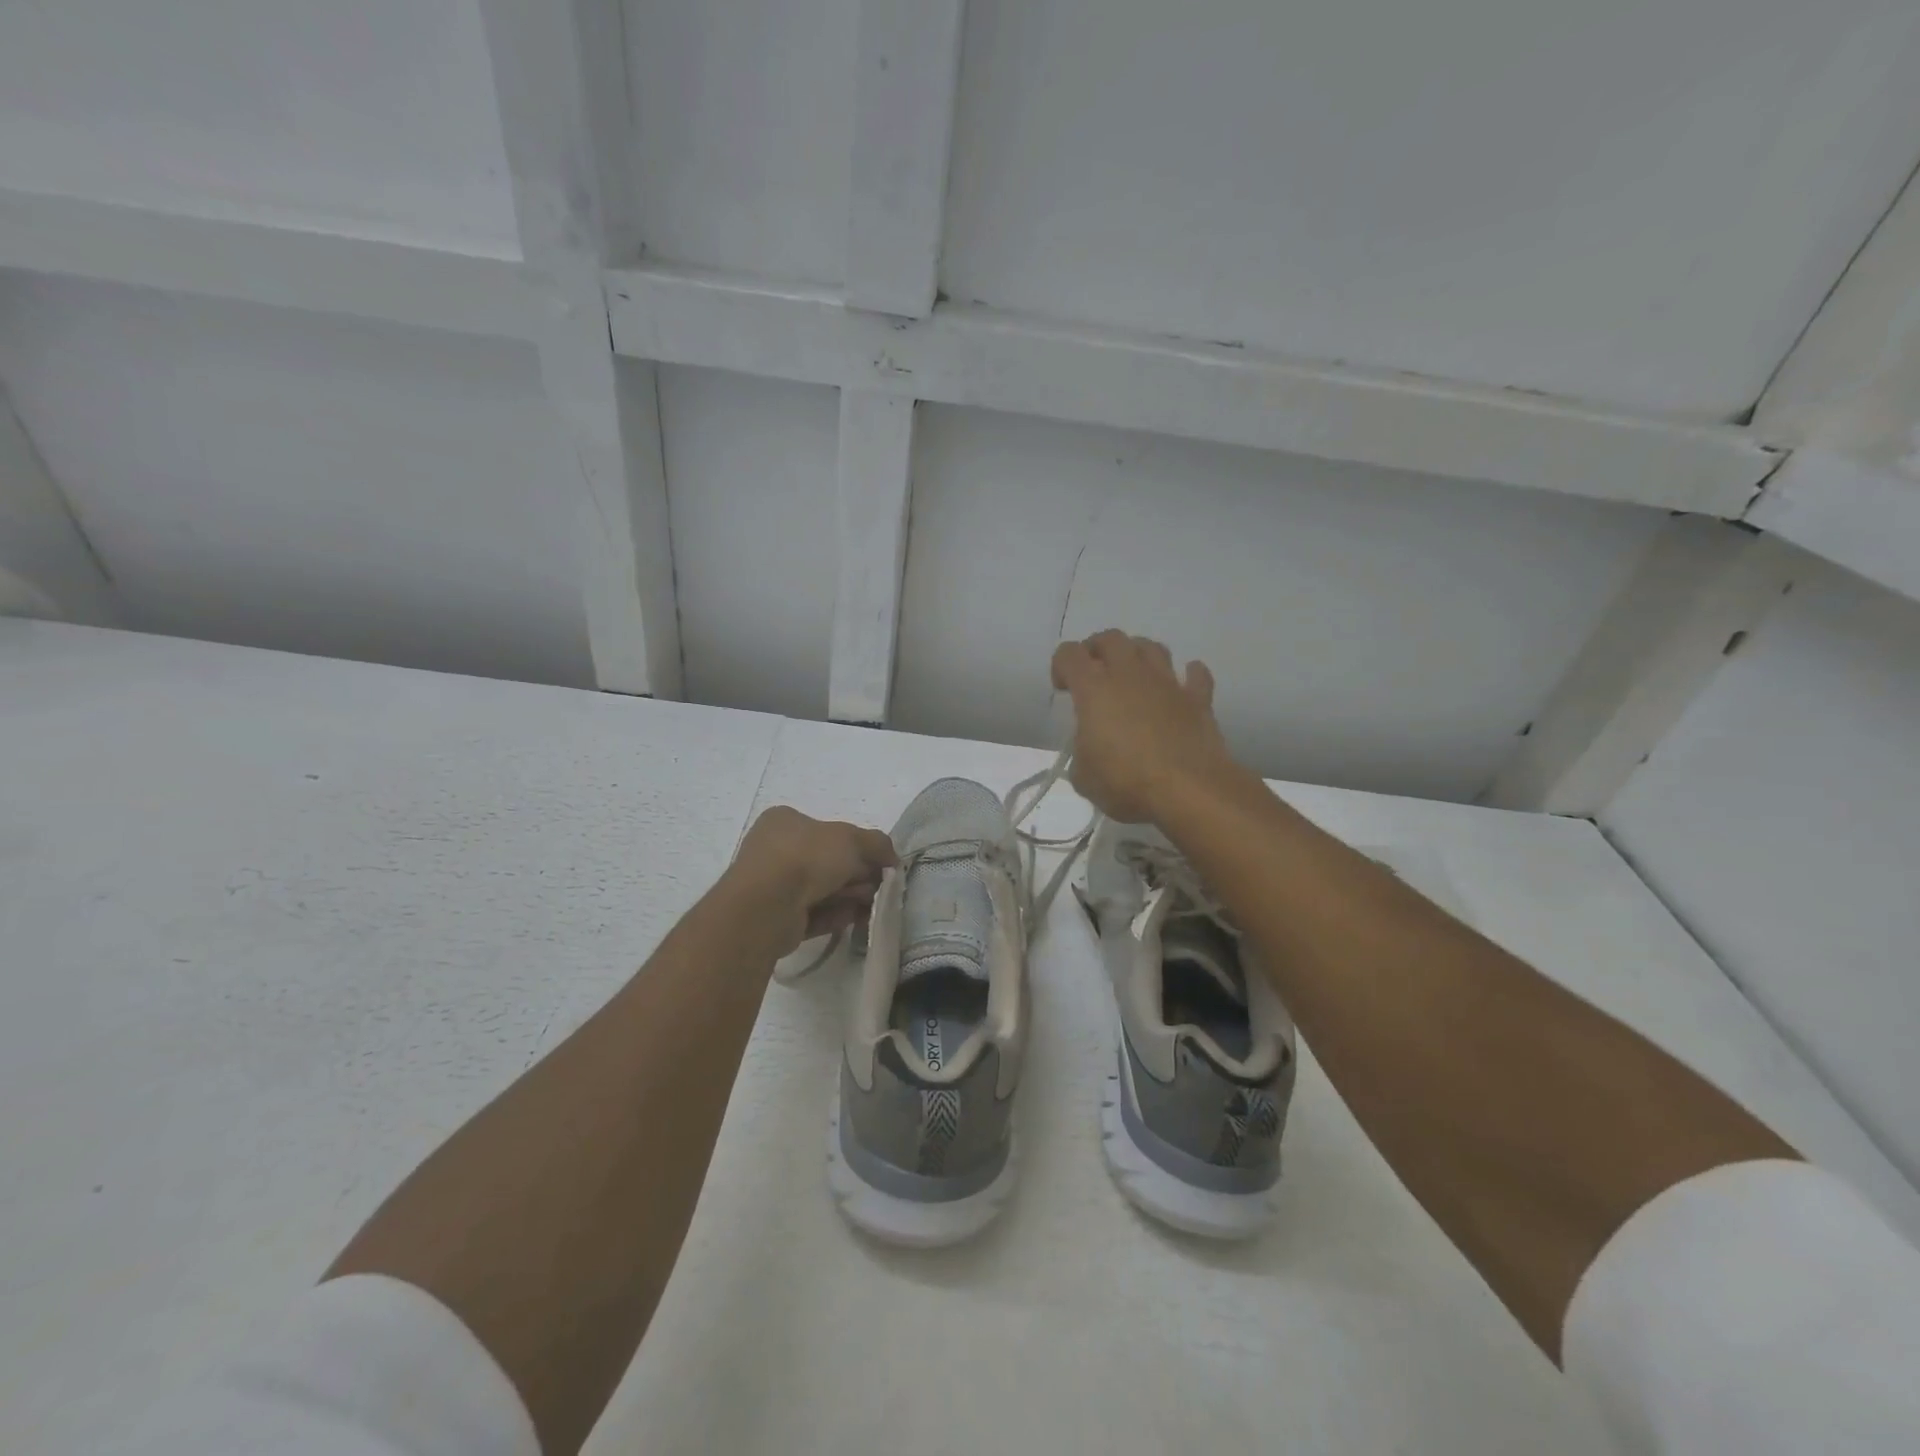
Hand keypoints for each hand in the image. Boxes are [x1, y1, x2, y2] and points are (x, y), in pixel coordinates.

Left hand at [727, 806, 896, 955]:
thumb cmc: (806, 857)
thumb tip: (892, 859)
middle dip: (856, 875)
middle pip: (826, 862)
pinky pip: (810, 914)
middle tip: (878, 887)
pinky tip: (852, 920)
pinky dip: (833, 916)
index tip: (880, 863)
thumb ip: (877, 844)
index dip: (857, 847)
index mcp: (784, 821)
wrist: (767, 906)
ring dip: (848, 897)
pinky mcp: (773, 918)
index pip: (827, 831)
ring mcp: (771, 885)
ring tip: (870, 906)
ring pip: (820, 890)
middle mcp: (773, 850)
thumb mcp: (852, 840)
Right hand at [1051, 630, 1240, 823]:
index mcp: (1094, 689)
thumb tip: (1092, 749)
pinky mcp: (1198, 700)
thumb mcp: (1083, 777)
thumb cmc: (1126, 783)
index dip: (1060, 665)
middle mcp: (1130, 675)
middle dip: (1097, 649)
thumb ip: (1082, 752)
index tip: (1063, 689)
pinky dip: (1189, 674)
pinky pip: (1196, 674)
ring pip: (1152, 647)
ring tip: (1133, 676)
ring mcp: (1168, 683)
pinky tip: (1182, 685)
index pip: (1069, 654)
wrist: (1188, 792)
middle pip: (1111, 638)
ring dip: (1138, 654)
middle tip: (1094, 673)